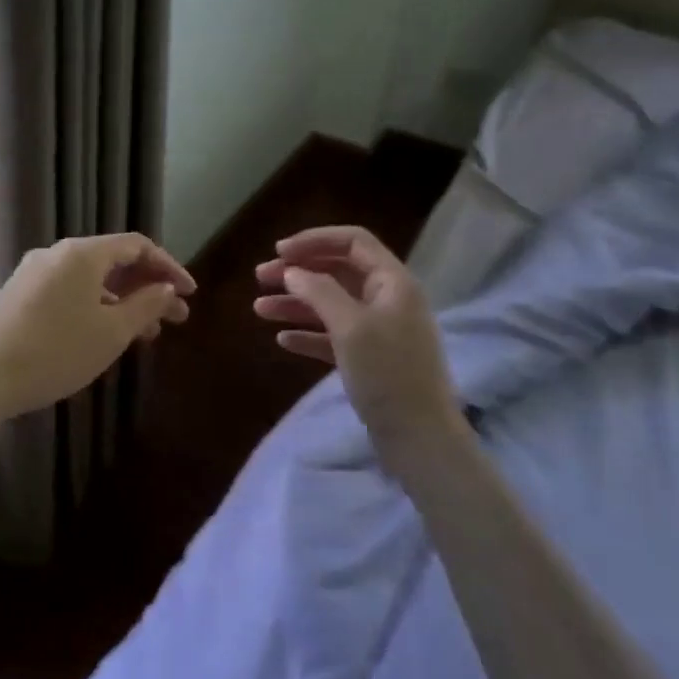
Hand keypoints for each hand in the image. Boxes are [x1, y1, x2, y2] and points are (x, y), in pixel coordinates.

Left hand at [0, 233, 194, 422]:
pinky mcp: (20, 295)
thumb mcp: (112, 332)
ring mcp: (34, 273)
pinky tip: (104, 334)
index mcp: (83, 253)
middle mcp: (57, 254)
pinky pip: (69, 291)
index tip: (189, 294)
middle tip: (174, 318)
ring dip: (123, 301)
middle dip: (148, 288)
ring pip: (91, 280)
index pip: (137, 246)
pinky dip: (96, 306)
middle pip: (114, 262)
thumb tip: (166, 288)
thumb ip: (146, 305)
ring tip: (145, 334)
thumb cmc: (56, 351)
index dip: (168, 267)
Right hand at [253, 225, 461, 445]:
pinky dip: (308, 333)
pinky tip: (283, 340)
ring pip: (331, 304)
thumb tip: (293, 271)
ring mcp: (379, 330)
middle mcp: (387, 299)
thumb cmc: (387, 373)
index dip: (314, 241)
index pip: (353, 241)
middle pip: (338, 271)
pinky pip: (333, 335)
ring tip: (260, 310)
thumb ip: (319, 291)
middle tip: (260, 278)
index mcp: (392, 282)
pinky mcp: (369, 358)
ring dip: (296, 303)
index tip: (279, 252)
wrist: (419, 437)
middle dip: (298, 272)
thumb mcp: (350, 326)